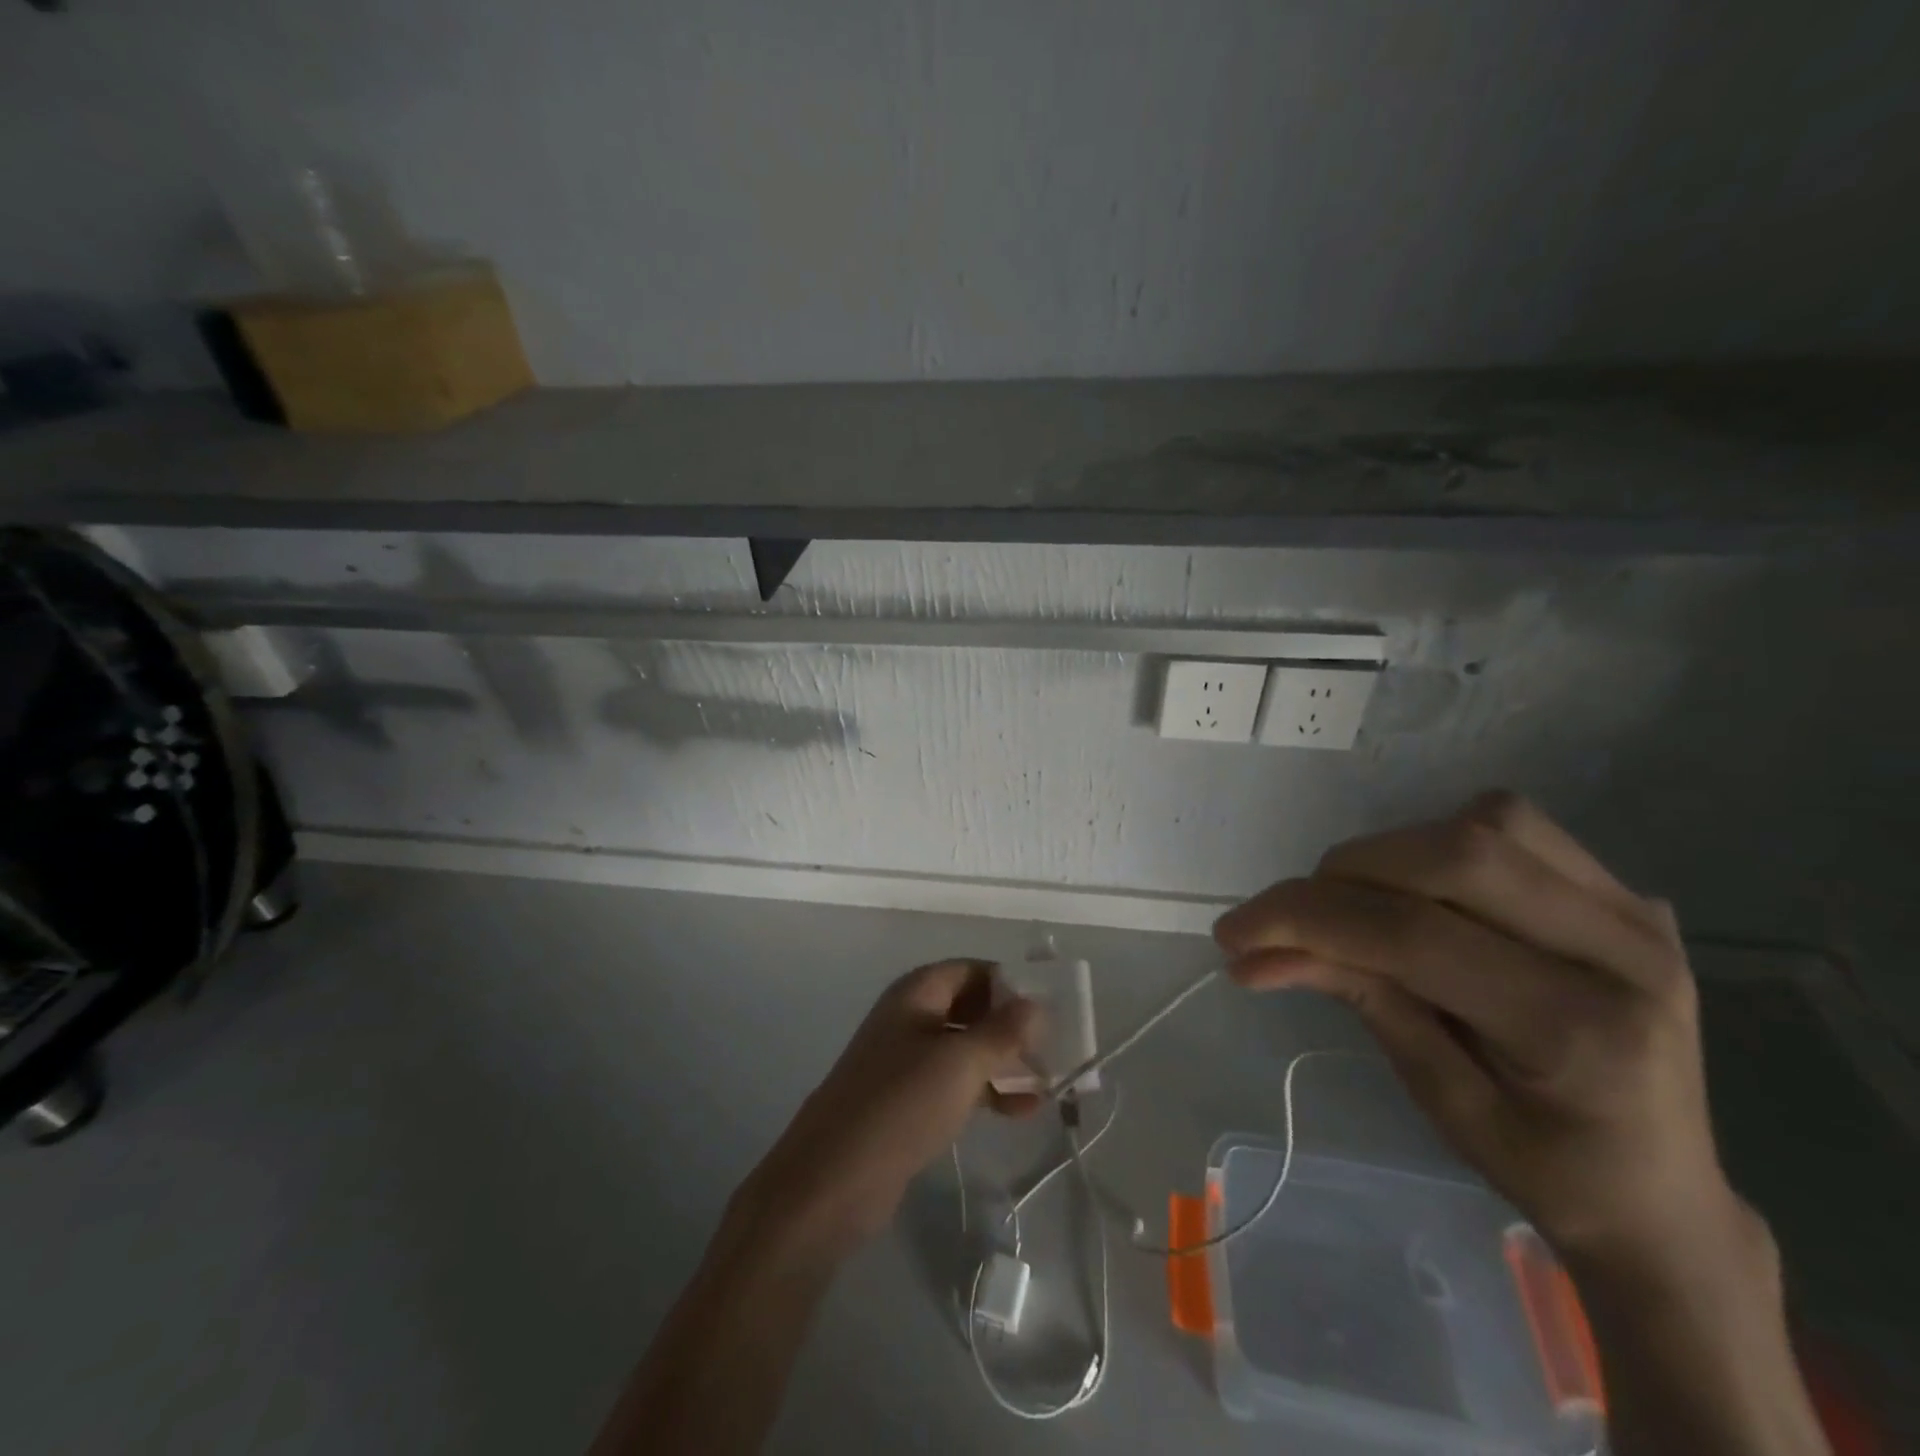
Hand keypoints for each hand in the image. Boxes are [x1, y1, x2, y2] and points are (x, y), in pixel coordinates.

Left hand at [738, 960, 1041, 1257]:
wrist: (833, 1180)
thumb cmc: (901, 1104)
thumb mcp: (960, 1062)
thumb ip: (1002, 1031)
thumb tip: (1035, 1003)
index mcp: (916, 994)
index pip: (970, 970)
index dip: (1007, 982)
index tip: (1048, 1005)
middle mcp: (909, 1019)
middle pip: (969, 1008)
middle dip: (1010, 1025)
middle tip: (1053, 1047)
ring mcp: (906, 1062)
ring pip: (964, 1049)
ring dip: (1004, 1062)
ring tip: (1048, 1082)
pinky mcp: (906, 1103)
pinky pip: (954, 1084)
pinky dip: (986, 1091)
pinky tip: (1022, 1111)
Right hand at [1214, 791, 1751, 1274]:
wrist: (1663, 1193)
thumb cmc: (1546, 1168)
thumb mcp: (1438, 1097)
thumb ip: (1360, 999)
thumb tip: (1257, 951)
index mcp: (1578, 1030)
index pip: (1413, 934)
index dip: (1307, 919)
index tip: (1234, 932)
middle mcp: (1623, 953)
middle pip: (1453, 857)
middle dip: (1343, 876)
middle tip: (1289, 916)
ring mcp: (1634, 912)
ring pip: (1484, 824)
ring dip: (1390, 853)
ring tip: (1352, 905)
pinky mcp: (1624, 893)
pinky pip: (1513, 826)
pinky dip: (1438, 841)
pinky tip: (1417, 889)